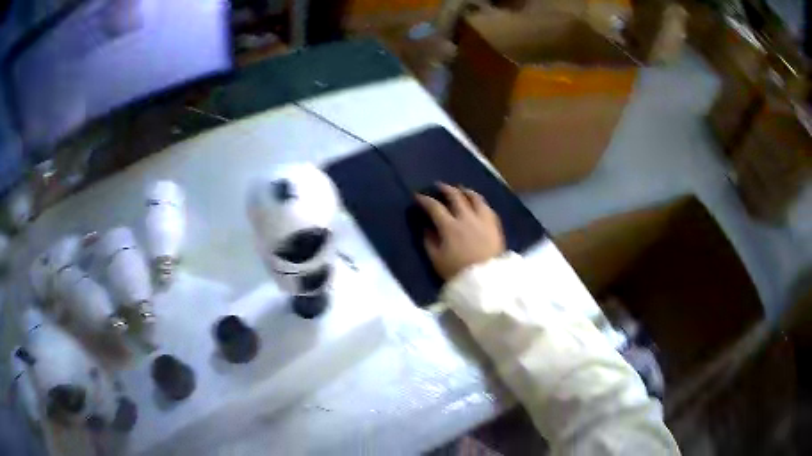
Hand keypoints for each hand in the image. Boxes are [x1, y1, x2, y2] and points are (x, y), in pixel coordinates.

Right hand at [416, 183, 505, 279]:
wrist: (486, 282)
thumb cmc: (457, 272)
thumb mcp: (436, 260)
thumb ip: (429, 241)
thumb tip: (426, 227)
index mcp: (450, 227)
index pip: (434, 207)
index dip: (424, 200)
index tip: (418, 196)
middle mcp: (467, 218)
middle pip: (456, 196)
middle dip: (445, 189)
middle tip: (439, 186)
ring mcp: (483, 220)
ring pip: (475, 198)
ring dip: (465, 191)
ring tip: (460, 190)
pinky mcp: (495, 226)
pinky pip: (487, 208)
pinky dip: (480, 202)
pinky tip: (477, 203)